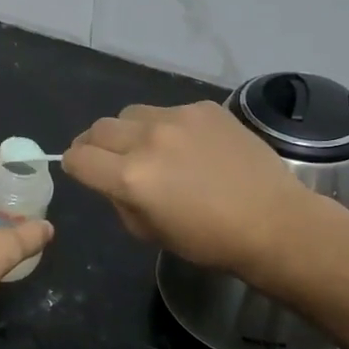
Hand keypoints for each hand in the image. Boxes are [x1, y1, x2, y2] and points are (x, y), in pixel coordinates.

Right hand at [63, 102, 315, 276]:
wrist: (274, 222)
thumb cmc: (209, 240)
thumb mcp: (148, 232)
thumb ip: (119, 200)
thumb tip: (109, 180)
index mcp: (130, 178)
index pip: (78, 158)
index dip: (74, 165)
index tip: (82, 170)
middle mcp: (147, 140)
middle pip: (98, 129)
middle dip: (95, 145)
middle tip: (109, 159)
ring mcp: (177, 118)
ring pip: (130, 113)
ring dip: (129, 131)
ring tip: (150, 148)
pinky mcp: (203, 108)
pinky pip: (168, 110)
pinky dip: (167, 126)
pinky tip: (190, 146)